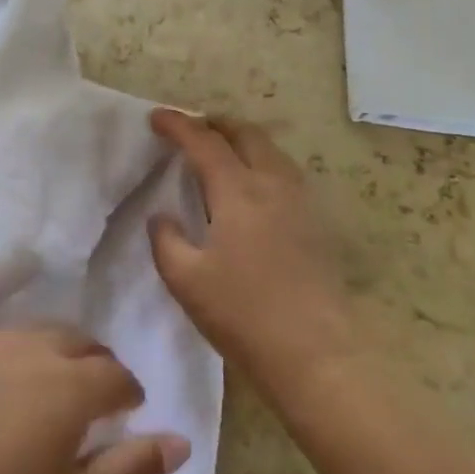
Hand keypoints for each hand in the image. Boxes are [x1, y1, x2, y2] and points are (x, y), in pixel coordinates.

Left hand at [0, 327, 189, 473]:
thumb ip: (132, 469)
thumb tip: (181, 441)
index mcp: (70, 385)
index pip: (116, 375)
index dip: (128, 393)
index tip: (127, 413)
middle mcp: (32, 349)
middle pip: (78, 342)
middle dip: (94, 365)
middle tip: (92, 401)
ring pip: (36, 336)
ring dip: (54, 356)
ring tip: (46, 394)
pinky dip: (12, 358)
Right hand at [148, 109, 356, 401]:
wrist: (318, 355)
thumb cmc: (244, 315)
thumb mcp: (186, 280)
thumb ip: (166, 240)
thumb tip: (162, 217)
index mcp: (238, 191)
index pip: (203, 142)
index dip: (177, 125)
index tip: (156, 117)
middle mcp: (273, 184)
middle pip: (245, 134)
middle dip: (215, 124)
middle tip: (191, 130)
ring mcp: (300, 202)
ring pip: (270, 151)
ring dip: (242, 141)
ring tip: (221, 152)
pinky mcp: (316, 223)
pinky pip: (285, 173)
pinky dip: (261, 162)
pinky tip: (252, 188)